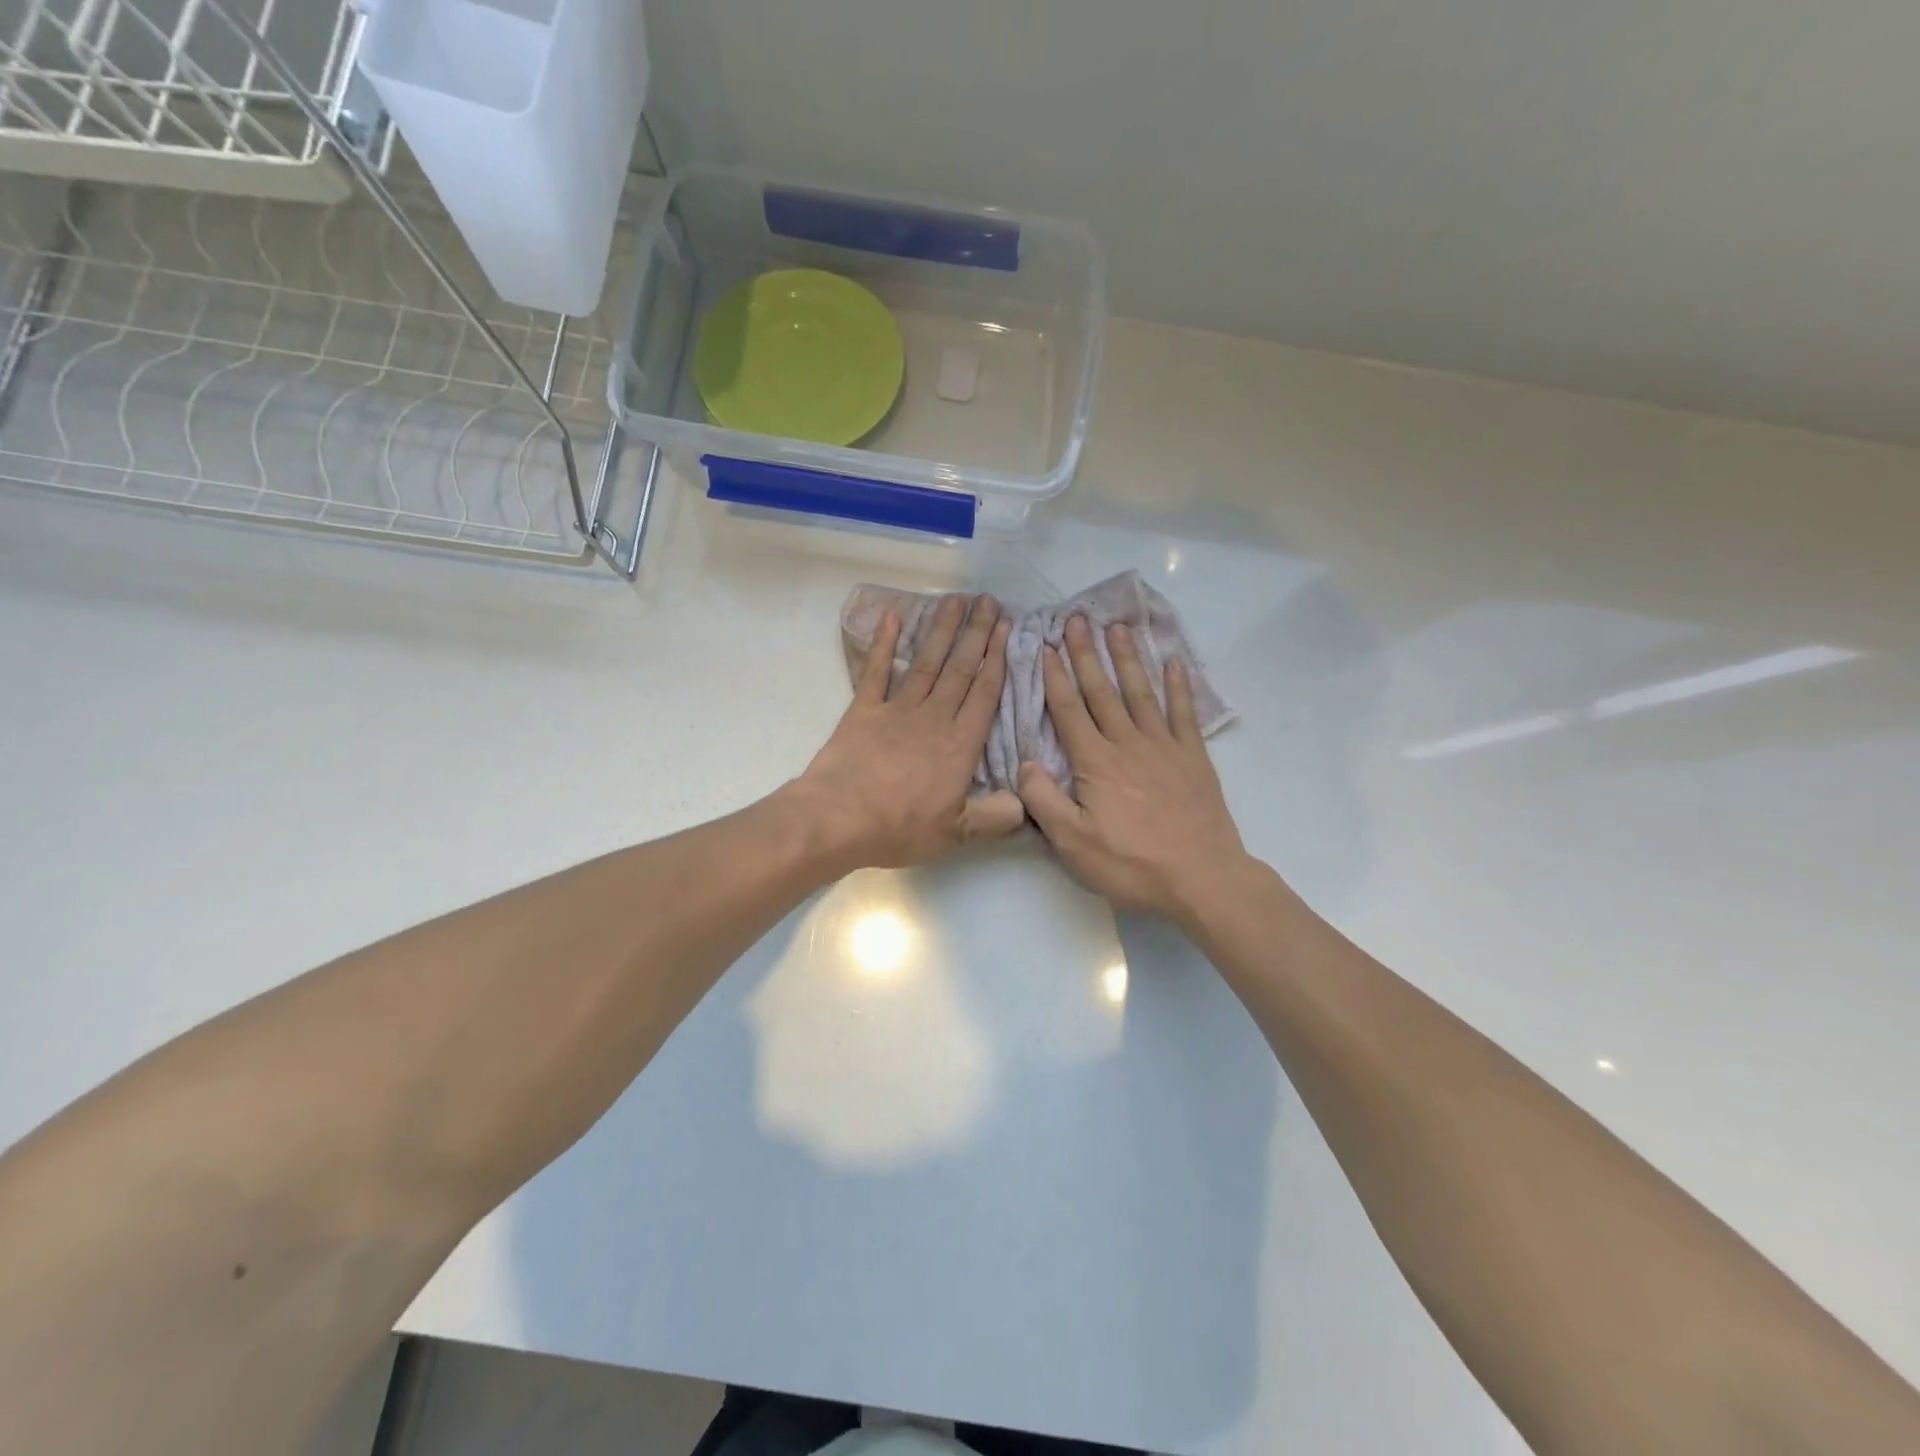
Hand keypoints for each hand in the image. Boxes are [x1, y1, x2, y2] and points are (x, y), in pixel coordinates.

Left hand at [794, 593, 1026, 870]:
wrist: (839, 818)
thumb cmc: (900, 827)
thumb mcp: (956, 834)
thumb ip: (994, 817)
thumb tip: (1025, 804)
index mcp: (959, 744)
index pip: (984, 693)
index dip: (997, 659)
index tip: (1006, 627)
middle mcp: (933, 717)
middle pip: (960, 668)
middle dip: (976, 633)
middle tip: (988, 600)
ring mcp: (896, 709)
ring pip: (926, 662)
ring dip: (942, 630)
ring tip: (955, 599)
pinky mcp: (864, 710)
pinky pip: (875, 670)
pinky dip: (883, 643)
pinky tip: (893, 617)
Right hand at [1017, 615, 1247, 920]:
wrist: (1201, 878)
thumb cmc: (1131, 865)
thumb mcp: (1073, 843)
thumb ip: (1043, 800)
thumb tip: (1024, 762)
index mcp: (1095, 763)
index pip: (1069, 711)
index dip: (1055, 678)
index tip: (1046, 647)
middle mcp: (1128, 744)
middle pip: (1102, 691)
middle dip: (1086, 654)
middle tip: (1077, 619)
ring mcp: (1164, 747)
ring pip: (1140, 693)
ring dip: (1127, 658)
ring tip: (1117, 628)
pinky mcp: (1193, 757)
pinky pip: (1183, 713)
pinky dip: (1177, 686)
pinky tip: (1172, 663)